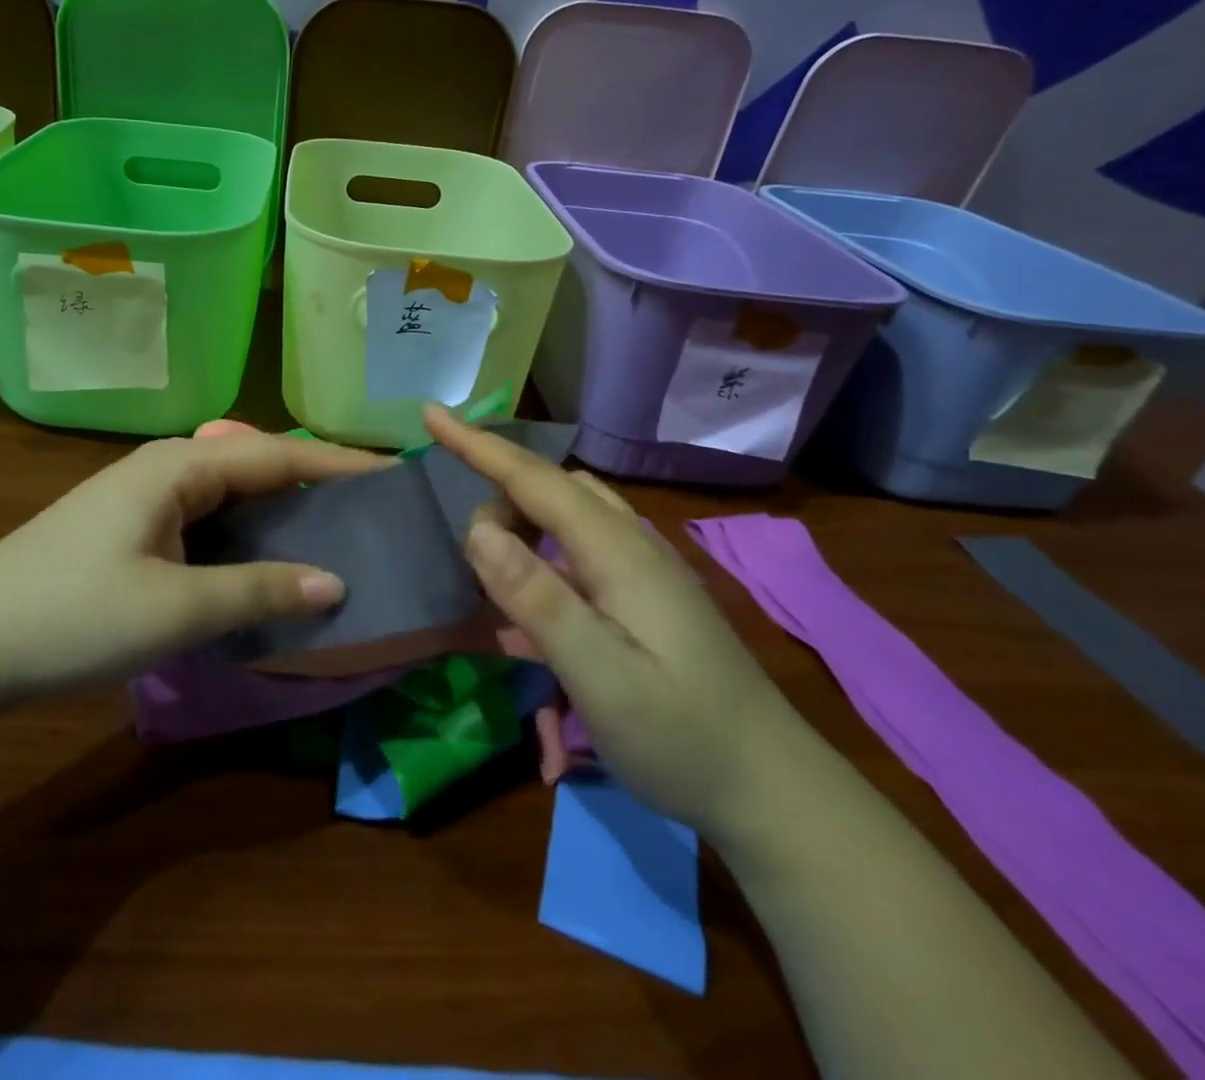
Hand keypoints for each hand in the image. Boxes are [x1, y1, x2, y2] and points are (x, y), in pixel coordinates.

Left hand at [0, 432, 388, 702]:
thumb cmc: (72, 615)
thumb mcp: (175, 609)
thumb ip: (259, 590)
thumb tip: (337, 582)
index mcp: (181, 467)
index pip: (279, 454)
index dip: (340, 466)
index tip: (395, 476)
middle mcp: (168, 468)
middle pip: (260, 466)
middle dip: (318, 484)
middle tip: (375, 511)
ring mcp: (148, 497)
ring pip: (235, 494)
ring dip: (284, 512)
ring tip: (340, 533)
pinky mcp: (135, 527)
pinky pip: (211, 519)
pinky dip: (250, 535)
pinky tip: (271, 560)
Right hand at [424, 405, 800, 836]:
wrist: (772, 790)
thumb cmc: (683, 737)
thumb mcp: (601, 677)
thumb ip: (538, 600)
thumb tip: (479, 530)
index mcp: (618, 551)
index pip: (535, 479)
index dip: (478, 446)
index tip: (431, 414)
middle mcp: (631, 543)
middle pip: (549, 488)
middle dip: (498, 501)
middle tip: (474, 568)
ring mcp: (643, 568)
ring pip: (566, 513)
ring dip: (520, 526)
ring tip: (495, 579)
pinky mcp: (645, 594)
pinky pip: (579, 547)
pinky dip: (542, 554)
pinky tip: (532, 604)